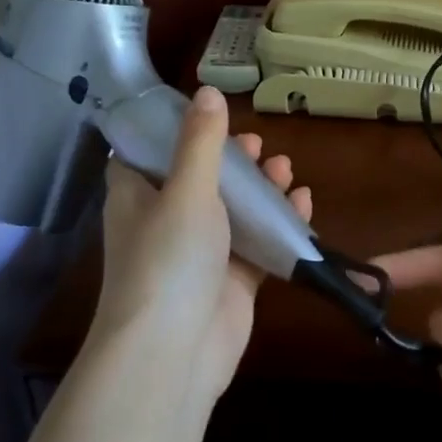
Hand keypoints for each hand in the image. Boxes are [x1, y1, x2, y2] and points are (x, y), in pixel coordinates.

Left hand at [88, 86, 310, 401]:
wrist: (175, 350)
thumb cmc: (169, 259)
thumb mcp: (186, 189)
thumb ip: (201, 142)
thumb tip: (207, 91)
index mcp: (137, 197)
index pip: (146, 154)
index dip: (174, 133)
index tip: (207, 117)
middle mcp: (164, 222)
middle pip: (200, 180)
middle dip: (233, 161)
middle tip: (259, 146)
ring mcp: (200, 254)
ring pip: (234, 211)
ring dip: (261, 189)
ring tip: (287, 170)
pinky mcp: (231, 281)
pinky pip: (258, 243)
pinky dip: (279, 224)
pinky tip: (303, 204)